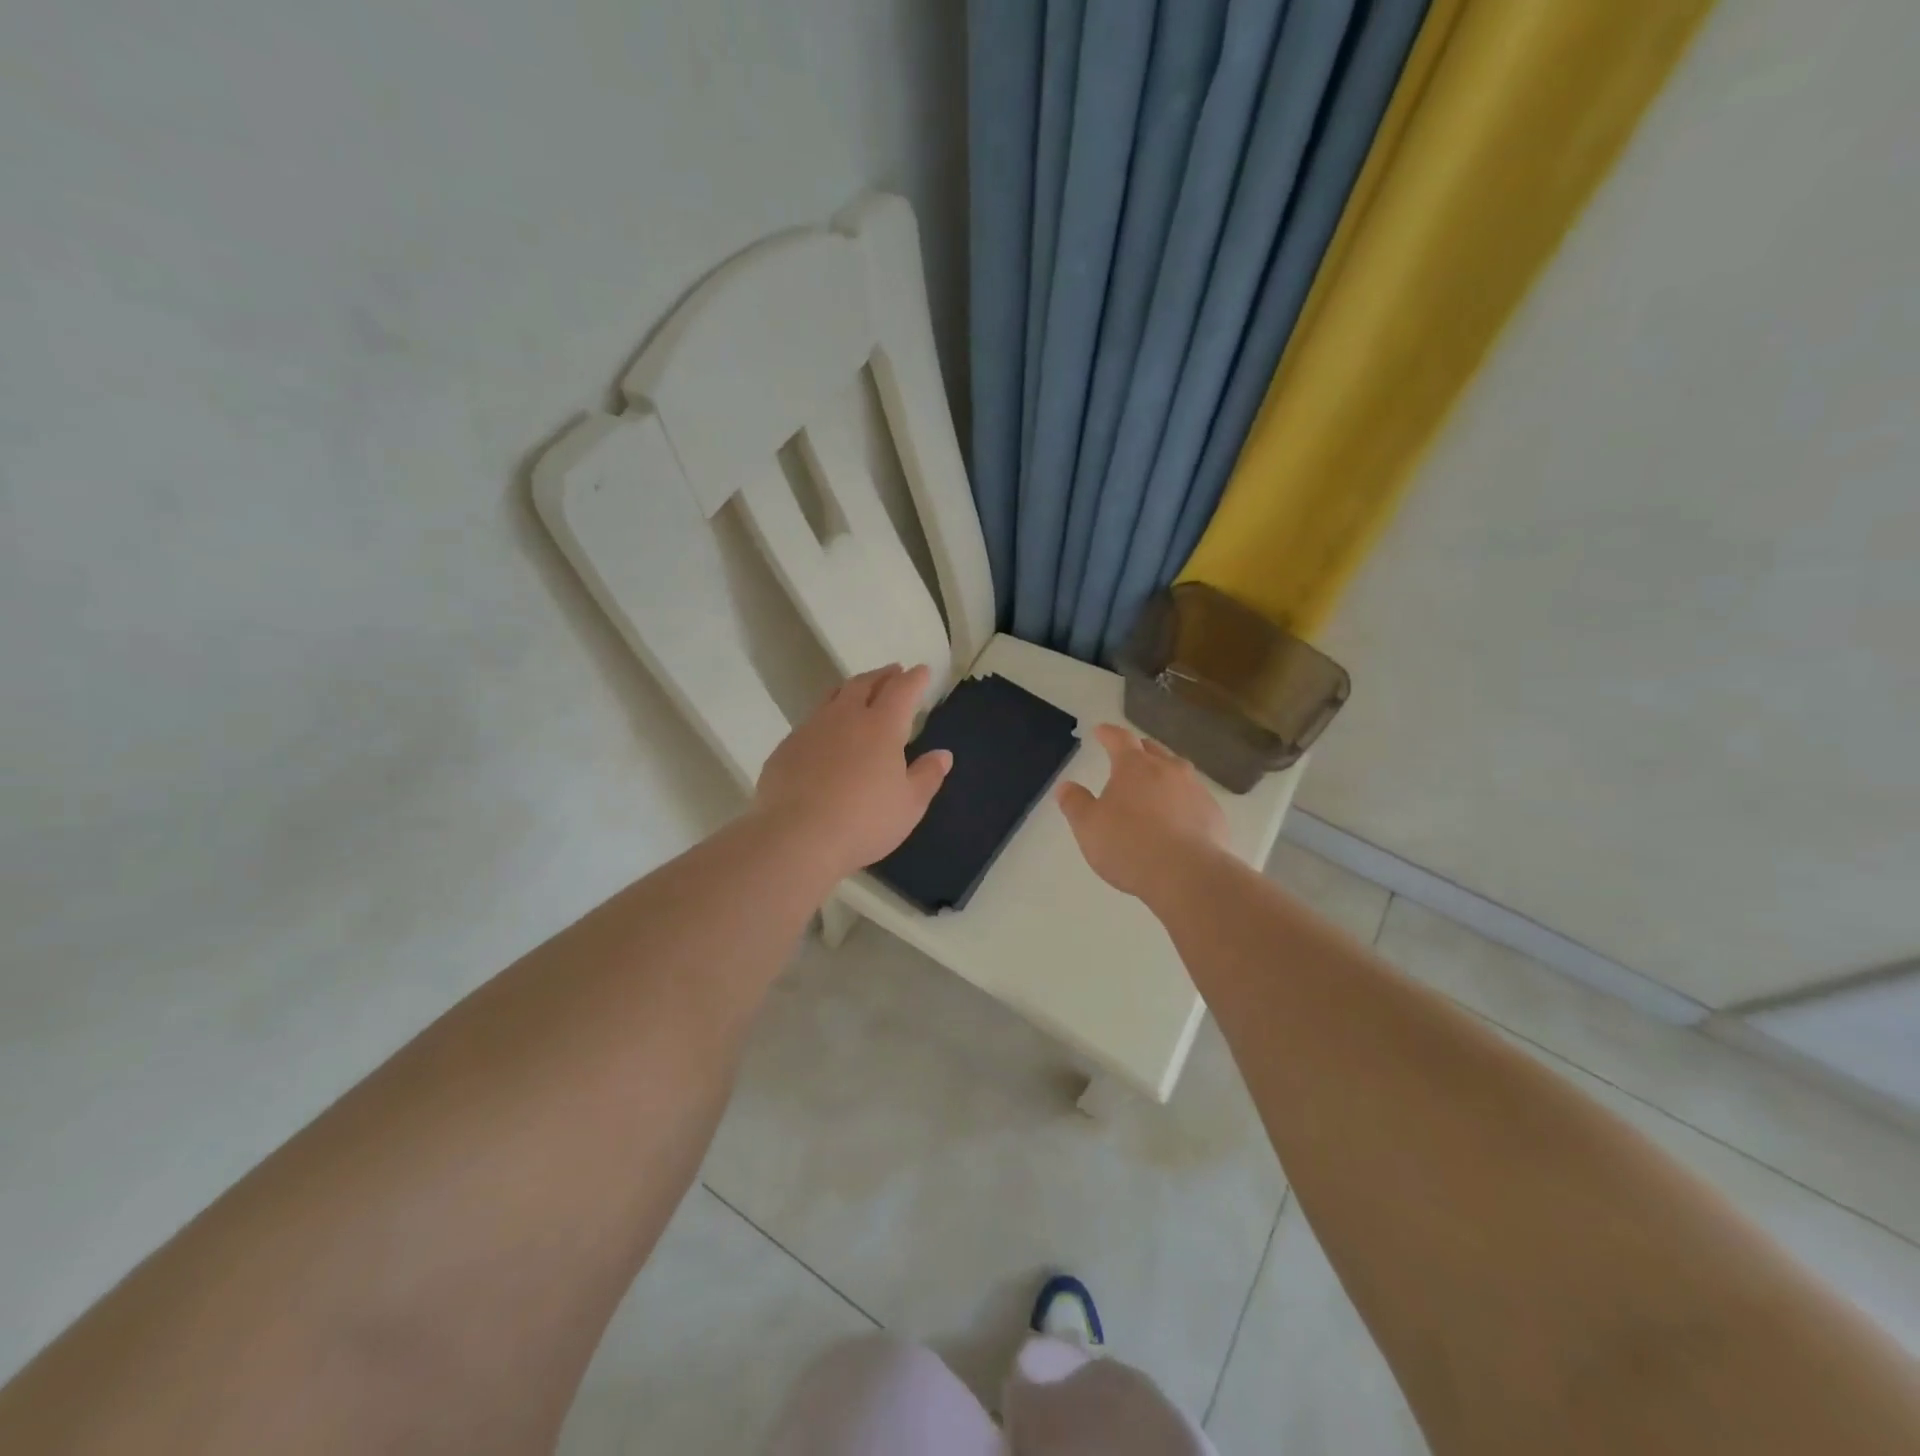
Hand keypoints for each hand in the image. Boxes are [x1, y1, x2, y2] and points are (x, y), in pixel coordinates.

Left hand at [754, 663, 952, 879]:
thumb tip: (943, 754)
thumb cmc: (864, 821)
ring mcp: (811, 729)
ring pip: (833, 697)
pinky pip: (811, 722)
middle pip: (864, 684)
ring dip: (851, 690)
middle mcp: (845, 717)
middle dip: (882, 675)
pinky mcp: (786, 748)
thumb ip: (927, 775)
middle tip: (893, 673)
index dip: (914, 678)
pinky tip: (826, 735)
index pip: (902, 690)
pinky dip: (826, 719)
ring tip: (859, 693)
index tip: (922, 671)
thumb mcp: (909, 805)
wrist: (796, 837)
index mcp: (881, 726)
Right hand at [1056, 724, 1229, 902]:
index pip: (1119, 738)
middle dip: (1138, 749)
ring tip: (1154, 786)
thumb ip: (1075, 804)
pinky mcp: (1214, 814)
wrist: (1188, 875)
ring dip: (1164, 773)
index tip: (1100, 731)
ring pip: (1178, 771)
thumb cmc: (1129, 846)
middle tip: (1128, 756)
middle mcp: (1168, 769)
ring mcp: (1195, 790)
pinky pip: (1194, 798)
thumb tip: (1065, 786)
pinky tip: (1177, 818)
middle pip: (1153, 749)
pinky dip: (1182, 801)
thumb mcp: (1088, 827)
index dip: (1108, 733)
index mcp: (1134, 766)